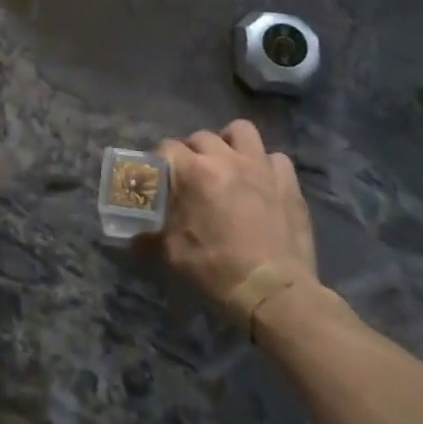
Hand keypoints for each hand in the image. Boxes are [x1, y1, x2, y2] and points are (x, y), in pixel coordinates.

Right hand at [154, 121, 319, 310]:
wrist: (275, 292)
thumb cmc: (218, 270)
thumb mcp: (174, 254)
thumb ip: (152, 235)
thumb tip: (134, 236)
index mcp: (195, 172)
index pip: (168, 147)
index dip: (161, 160)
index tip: (160, 177)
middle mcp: (226, 159)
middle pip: (201, 136)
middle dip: (192, 151)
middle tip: (192, 175)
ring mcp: (260, 166)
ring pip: (241, 131)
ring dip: (230, 143)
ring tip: (228, 163)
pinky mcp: (288, 181)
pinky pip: (274, 158)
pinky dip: (266, 165)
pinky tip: (262, 182)